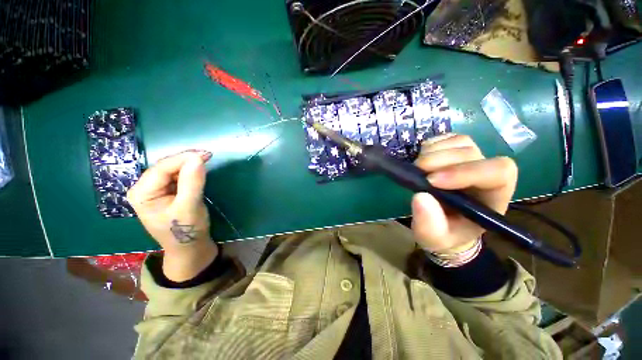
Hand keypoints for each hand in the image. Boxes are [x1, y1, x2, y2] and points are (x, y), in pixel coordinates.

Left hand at [127, 150, 217, 281]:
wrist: (189, 247)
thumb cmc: (186, 230)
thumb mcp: (189, 207)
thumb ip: (192, 183)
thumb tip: (197, 158)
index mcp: (141, 193)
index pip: (161, 168)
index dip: (183, 158)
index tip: (206, 154)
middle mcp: (144, 189)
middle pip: (165, 167)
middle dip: (186, 160)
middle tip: (208, 155)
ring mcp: (155, 190)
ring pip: (172, 170)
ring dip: (189, 164)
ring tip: (206, 159)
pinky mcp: (166, 192)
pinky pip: (177, 176)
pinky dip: (189, 171)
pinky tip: (199, 169)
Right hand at [411, 134, 517, 253]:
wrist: (442, 225)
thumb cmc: (444, 234)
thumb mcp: (434, 238)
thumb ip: (430, 224)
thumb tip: (420, 196)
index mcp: (493, 197)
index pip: (497, 172)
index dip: (465, 171)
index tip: (432, 181)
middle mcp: (486, 174)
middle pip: (472, 153)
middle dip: (441, 160)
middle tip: (418, 171)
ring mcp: (471, 160)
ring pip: (461, 142)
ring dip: (435, 151)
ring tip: (418, 166)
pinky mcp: (455, 153)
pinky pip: (448, 138)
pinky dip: (432, 144)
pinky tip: (423, 157)